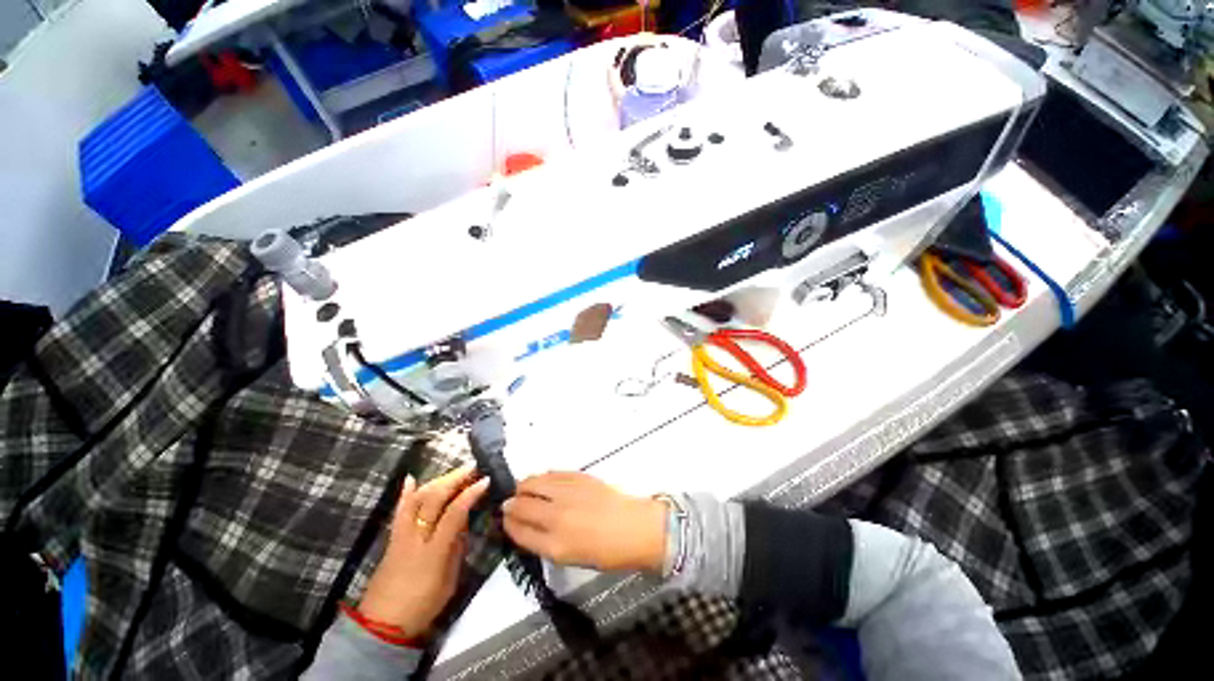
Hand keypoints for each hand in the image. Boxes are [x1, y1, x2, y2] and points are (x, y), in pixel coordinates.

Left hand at [358, 466, 489, 637]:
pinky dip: (406, 493)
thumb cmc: (422, 605)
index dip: (470, 494)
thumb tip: (464, 522)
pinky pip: (399, 511)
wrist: (382, 624)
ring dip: (436, 481)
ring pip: (416, 500)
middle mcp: (415, 538)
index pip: (454, 514)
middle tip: (472, 468)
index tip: (485, 480)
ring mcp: (401, 536)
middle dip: (454, 480)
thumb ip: (457, 548)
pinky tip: (411, 478)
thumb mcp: (450, 580)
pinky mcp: (392, 538)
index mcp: (433, 552)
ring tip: (454, 472)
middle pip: (433, 500)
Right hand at [502, 471, 666, 572]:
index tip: (504, 519)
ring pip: (533, 482)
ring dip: (524, 486)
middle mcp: (556, 516)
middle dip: (510, 503)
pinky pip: (552, 473)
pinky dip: (543, 477)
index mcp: (554, 544)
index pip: (518, 530)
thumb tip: (526, 526)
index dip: (508, 524)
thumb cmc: (606, 552)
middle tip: (510, 503)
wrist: (635, 528)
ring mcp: (568, 492)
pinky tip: (544, 480)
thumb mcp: (570, 558)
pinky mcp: (579, 476)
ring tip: (524, 490)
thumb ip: (544, 542)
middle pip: (521, 504)